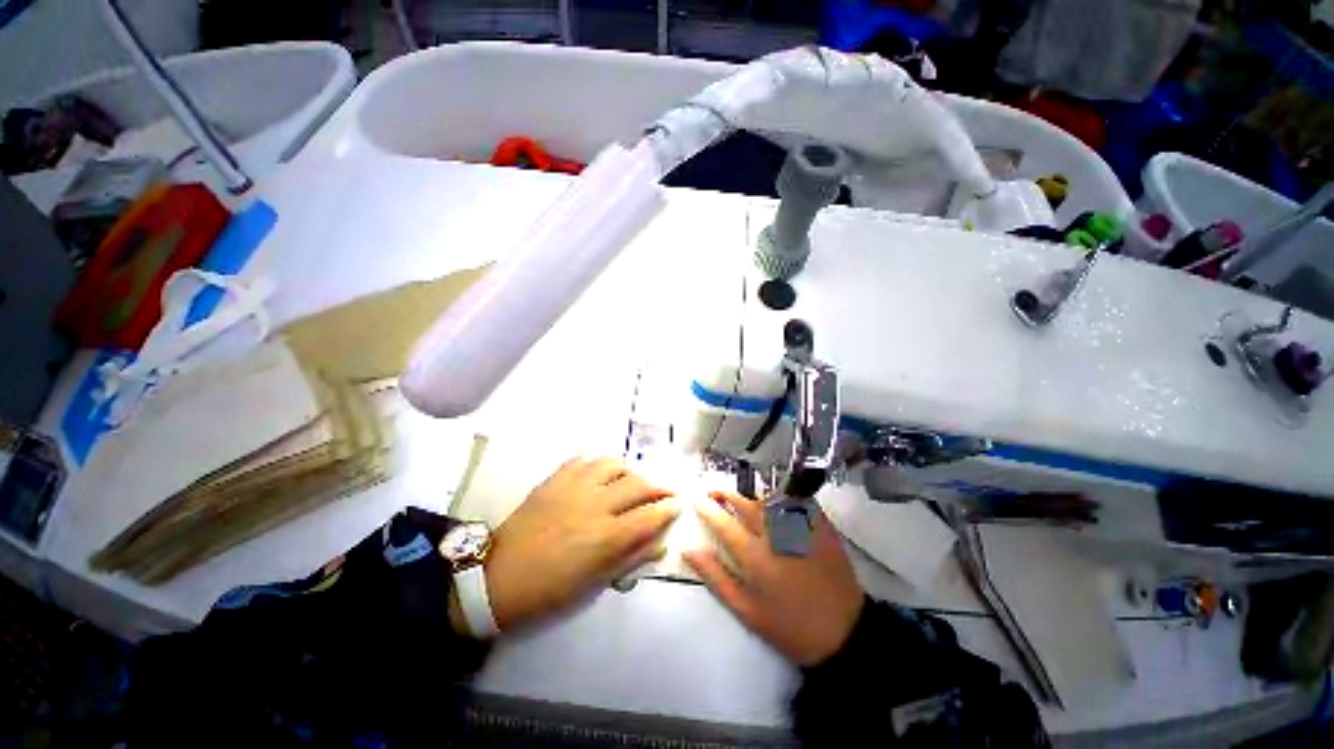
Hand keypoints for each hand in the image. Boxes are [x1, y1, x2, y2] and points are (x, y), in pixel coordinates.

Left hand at [479, 457, 678, 632]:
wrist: (497, 577)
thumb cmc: (549, 590)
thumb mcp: (594, 584)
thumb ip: (631, 559)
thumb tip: (661, 544)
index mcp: (605, 537)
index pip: (649, 515)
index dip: (668, 508)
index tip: (678, 504)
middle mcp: (594, 504)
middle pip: (637, 484)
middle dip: (658, 486)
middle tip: (664, 491)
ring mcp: (573, 487)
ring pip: (612, 463)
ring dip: (628, 471)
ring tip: (630, 481)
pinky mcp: (554, 479)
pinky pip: (583, 460)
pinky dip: (598, 465)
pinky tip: (599, 476)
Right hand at [684, 492, 864, 666]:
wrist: (843, 631)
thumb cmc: (789, 625)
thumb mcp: (746, 610)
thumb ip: (716, 577)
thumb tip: (689, 551)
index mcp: (754, 556)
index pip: (724, 523)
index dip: (708, 509)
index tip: (697, 500)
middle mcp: (774, 534)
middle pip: (745, 504)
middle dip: (725, 495)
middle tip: (714, 492)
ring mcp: (798, 526)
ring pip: (768, 500)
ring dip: (750, 497)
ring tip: (741, 500)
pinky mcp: (819, 524)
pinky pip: (794, 500)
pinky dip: (780, 497)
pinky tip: (773, 502)